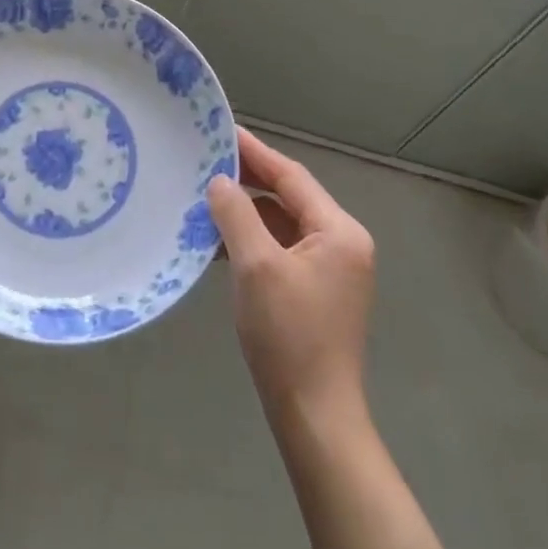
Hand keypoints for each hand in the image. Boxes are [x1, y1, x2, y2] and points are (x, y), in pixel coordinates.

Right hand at [207, 128, 375, 422]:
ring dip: (247, 213)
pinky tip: (220, 242)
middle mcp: (342, 243)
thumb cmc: (289, 336)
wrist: (315, 418)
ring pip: (283, 224)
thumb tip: (220, 181)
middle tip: (206, 161)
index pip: (291, 176)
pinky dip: (253, 241)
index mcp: (338, 231)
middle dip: (248, 180)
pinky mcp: (316, 291)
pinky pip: (281, 249)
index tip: (221, 130)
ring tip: (205, 199)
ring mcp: (332, 269)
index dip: (254, 152)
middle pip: (289, 197)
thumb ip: (237, 214)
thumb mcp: (256, 266)